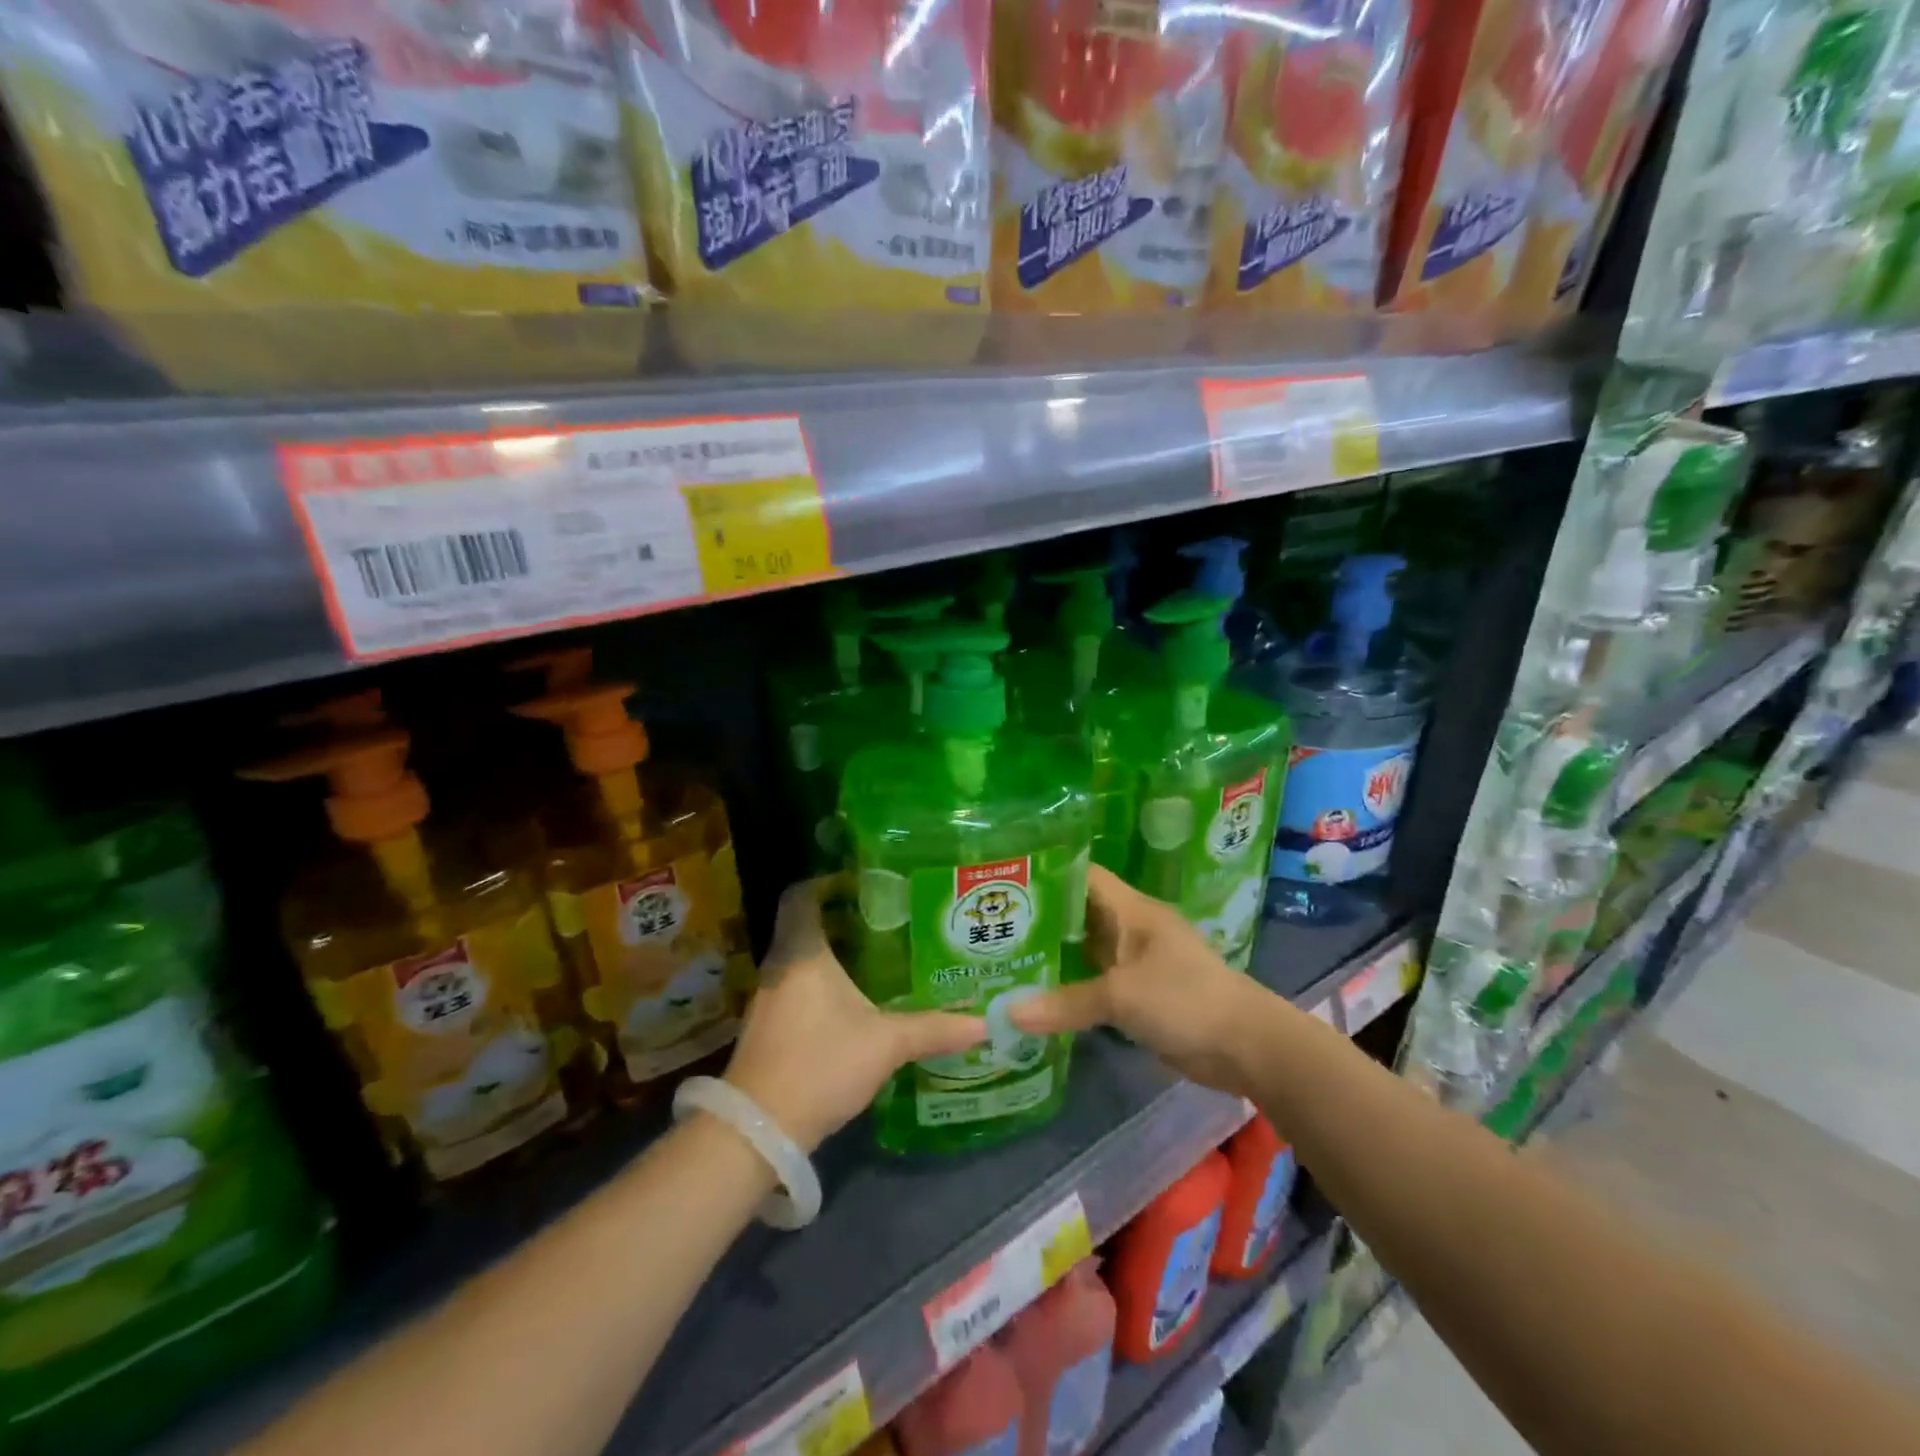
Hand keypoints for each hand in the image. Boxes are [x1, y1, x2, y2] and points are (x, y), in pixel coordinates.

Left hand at [724, 876, 986, 1151]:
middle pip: (805, 925)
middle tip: (887, 917)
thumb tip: (983, 1023)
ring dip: (834, 953)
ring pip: (802, 959)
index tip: (863, 882)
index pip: (801, 896)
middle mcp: (779, 967)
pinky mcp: (768, 1028)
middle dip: (842, 918)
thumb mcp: (885, 1044)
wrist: (759, 1130)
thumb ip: (933, 1029)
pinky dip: (824, 983)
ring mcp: (768, 999)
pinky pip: (798, 987)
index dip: (826, 881)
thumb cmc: (820, 1064)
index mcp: (802, 953)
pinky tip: (855, 1000)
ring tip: (880, 954)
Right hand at [1011, 864, 1271, 1097]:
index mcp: (1131, 910)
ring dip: (1052, 956)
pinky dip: (1069, 988)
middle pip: (1078, 914)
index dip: (1047, 875)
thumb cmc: (1185, 999)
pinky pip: (1095, 984)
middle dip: (1040, 919)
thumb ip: (1065, 1002)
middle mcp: (1130, 929)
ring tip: (1002, 958)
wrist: (1245, 1046)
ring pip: (1085, 951)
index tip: (1006, 883)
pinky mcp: (1138, 995)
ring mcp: (1135, 963)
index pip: (1083, 876)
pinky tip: (1035, 996)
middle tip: (991, 926)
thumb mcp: (1122, 996)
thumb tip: (1006, 1013)